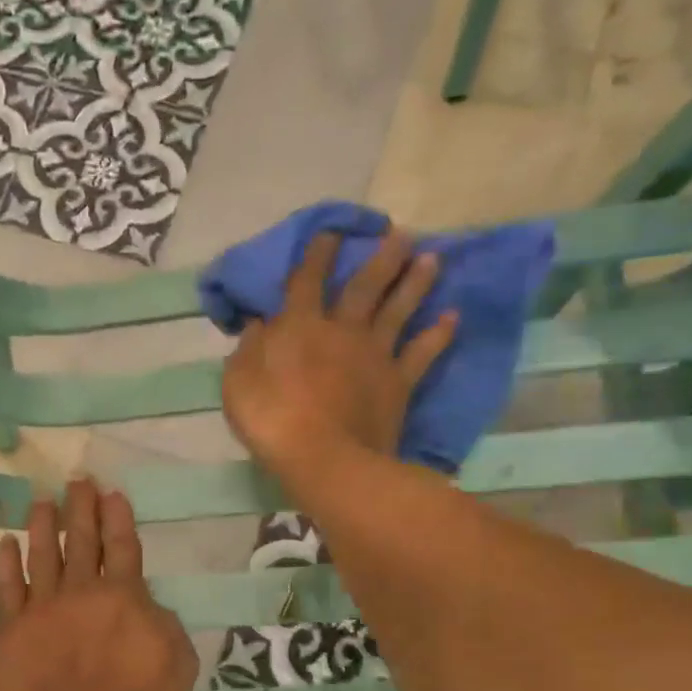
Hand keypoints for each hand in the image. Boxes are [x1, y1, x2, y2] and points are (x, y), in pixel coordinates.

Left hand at [0, 479, 196, 690]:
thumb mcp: (176, 670)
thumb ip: (168, 629)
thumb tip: (151, 607)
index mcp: (123, 598)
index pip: (122, 547)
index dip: (117, 518)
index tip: (110, 492)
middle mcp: (81, 592)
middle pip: (82, 541)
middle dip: (82, 508)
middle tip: (78, 480)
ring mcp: (41, 608)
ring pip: (43, 555)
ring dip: (43, 525)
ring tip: (42, 500)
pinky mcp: (10, 627)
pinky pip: (6, 587)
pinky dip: (5, 563)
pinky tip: (4, 543)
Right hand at [221, 229, 457, 490]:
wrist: (325, 459)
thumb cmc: (272, 421)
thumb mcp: (239, 383)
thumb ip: (248, 349)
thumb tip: (259, 323)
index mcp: (300, 327)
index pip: (307, 281)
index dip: (318, 253)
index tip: (331, 231)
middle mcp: (342, 331)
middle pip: (364, 286)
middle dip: (382, 257)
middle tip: (402, 232)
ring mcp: (374, 356)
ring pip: (398, 310)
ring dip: (415, 283)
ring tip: (432, 257)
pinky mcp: (398, 383)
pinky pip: (422, 353)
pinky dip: (438, 335)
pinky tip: (452, 317)